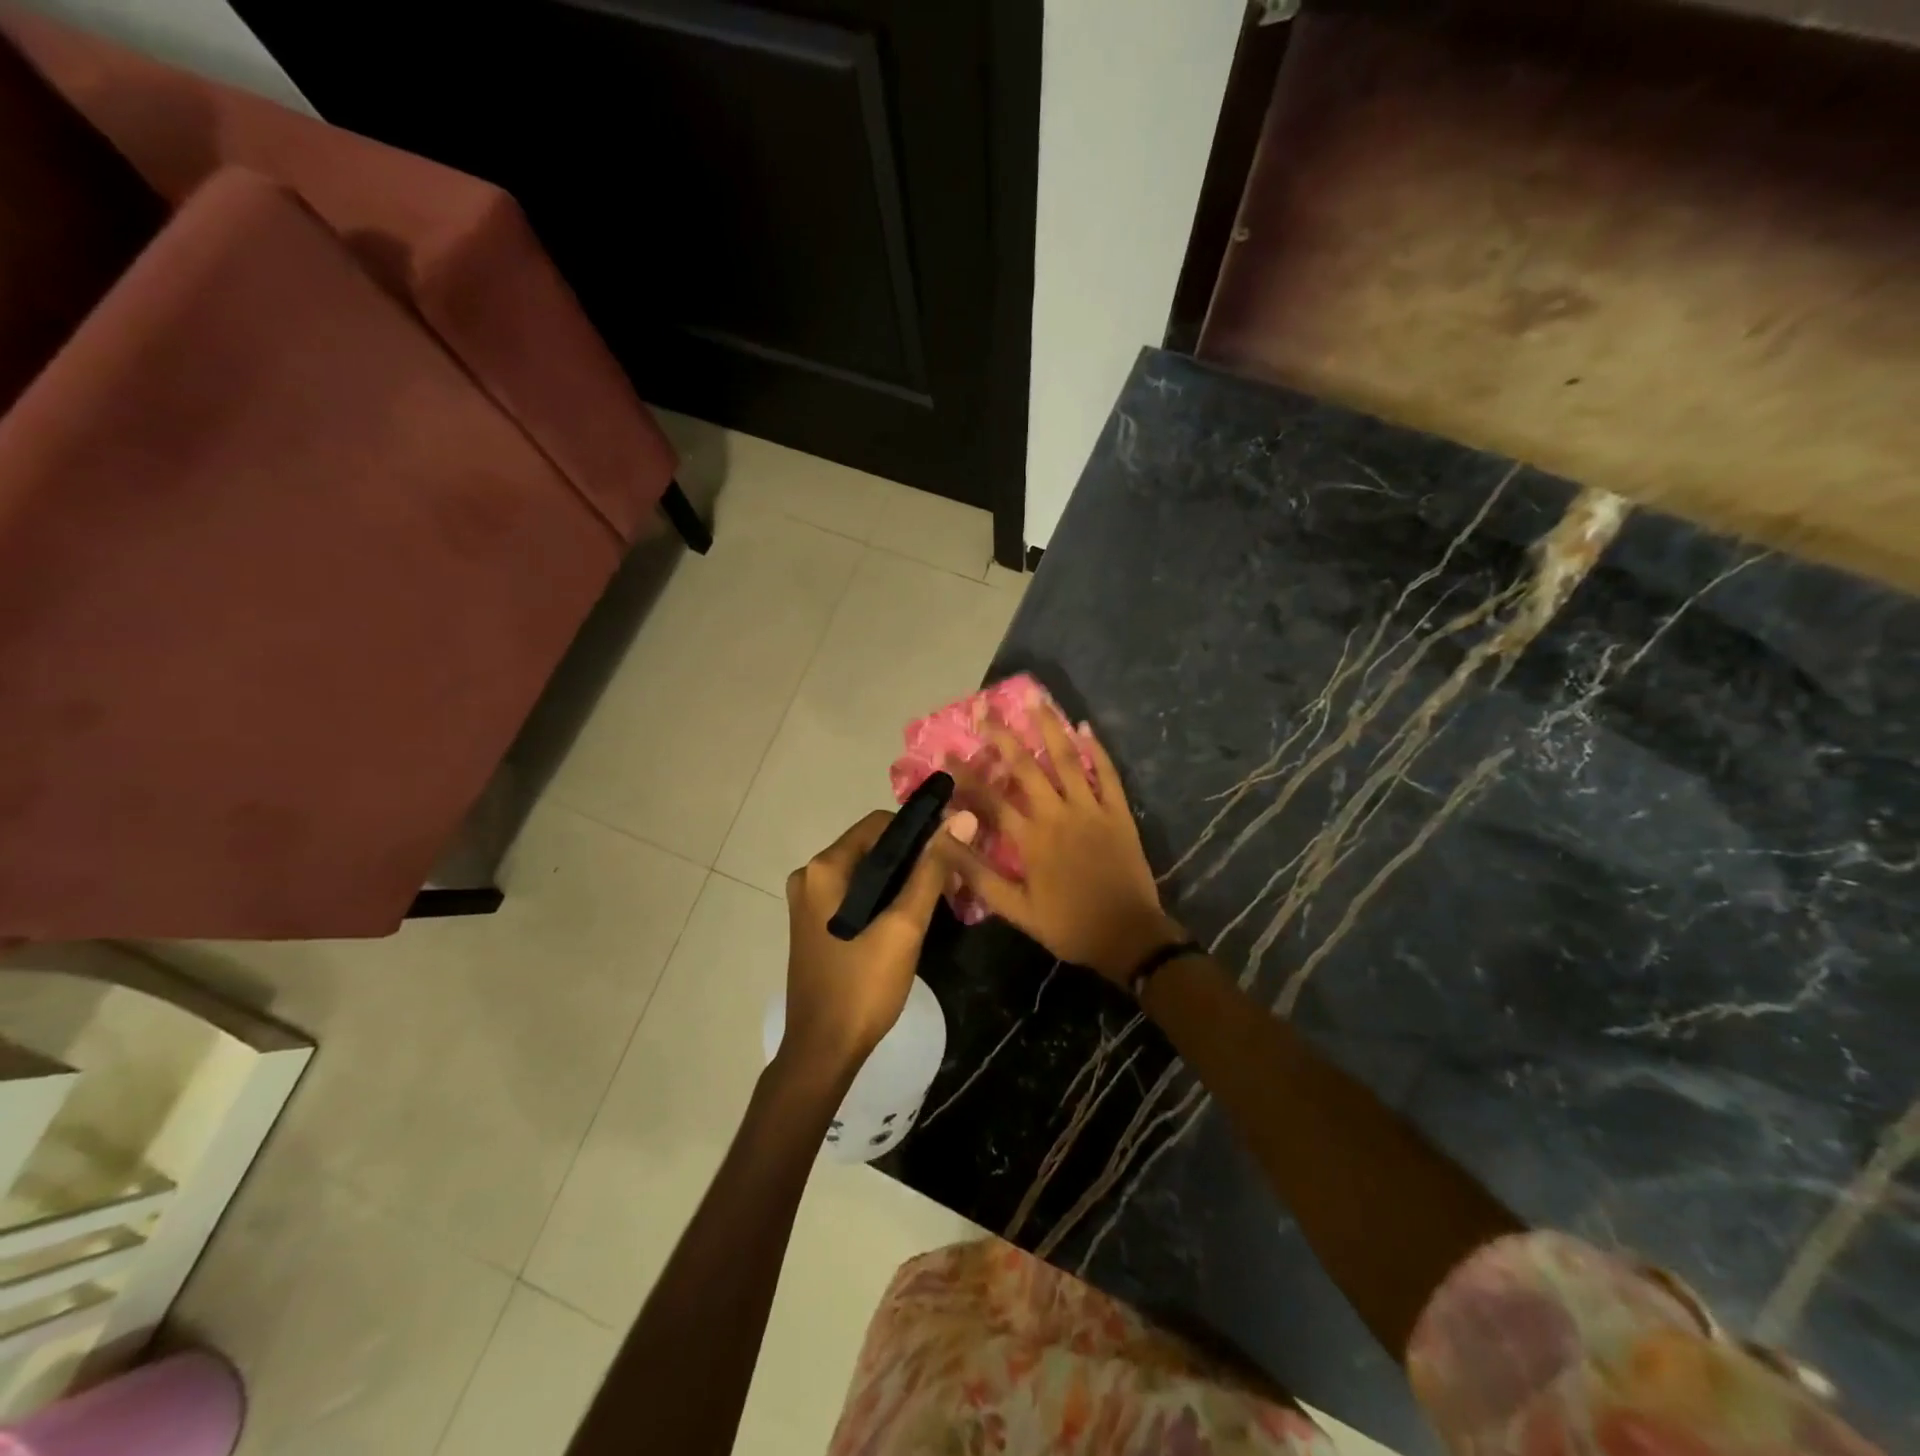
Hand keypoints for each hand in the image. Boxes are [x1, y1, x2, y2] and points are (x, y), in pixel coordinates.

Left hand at [781, 808, 978, 1074]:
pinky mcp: (814, 923)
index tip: (952, 852)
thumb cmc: (863, 986)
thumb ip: (931, 870)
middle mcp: (810, 875)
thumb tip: (961, 819)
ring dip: (901, 880)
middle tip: (949, 881)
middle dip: (912, 858)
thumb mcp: (904, 926)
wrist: (823, 1051)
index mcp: (825, 867)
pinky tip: (907, 919)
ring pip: (866, 872)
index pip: (880, 823)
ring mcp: (809, 901)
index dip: (919, 831)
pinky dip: (882, 897)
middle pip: (872, 846)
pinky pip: (855, 894)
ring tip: (937, 899)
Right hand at [947, 708, 1180, 987]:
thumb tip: (944, 844)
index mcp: (1030, 839)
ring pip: (1067, 760)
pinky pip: (1107, 774)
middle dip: (1003, 736)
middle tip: (985, 710)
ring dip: (1049, 728)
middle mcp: (1057, 815)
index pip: (990, 799)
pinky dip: (1097, 750)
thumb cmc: (1069, 925)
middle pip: (1026, 767)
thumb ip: (979, 874)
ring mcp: (1091, 809)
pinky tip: (1085, 727)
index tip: (946, 752)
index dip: (966, 775)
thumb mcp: (1016, 909)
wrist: (1129, 936)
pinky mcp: (1118, 812)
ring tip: (1036, 699)